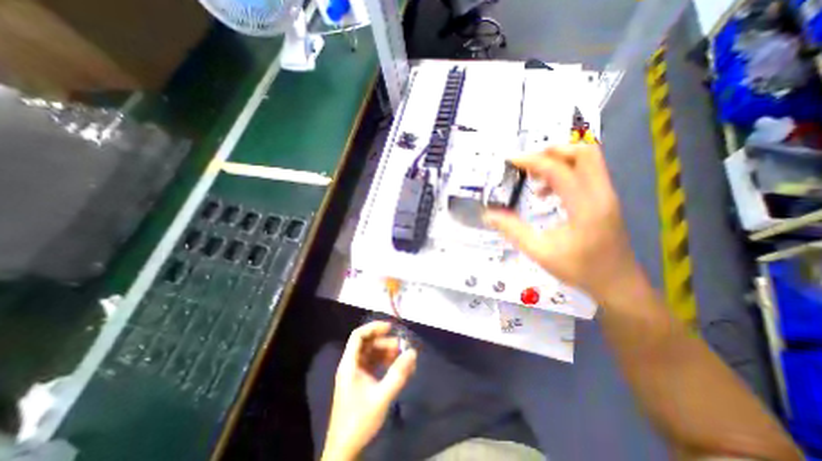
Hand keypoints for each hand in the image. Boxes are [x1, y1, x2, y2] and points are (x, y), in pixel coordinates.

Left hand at [321, 321, 418, 460]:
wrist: (344, 451)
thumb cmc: (359, 421)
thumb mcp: (381, 396)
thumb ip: (398, 373)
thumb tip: (412, 352)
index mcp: (349, 364)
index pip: (358, 336)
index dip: (374, 328)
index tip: (390, 327)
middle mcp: (350, 365)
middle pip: (366, 344)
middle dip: (384, 342)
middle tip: (401, 345)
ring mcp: (355, 375)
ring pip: (371, 355)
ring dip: (386, 353)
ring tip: (402, 356)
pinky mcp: (360, 383)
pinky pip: (373, 366)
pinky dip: (384, 363)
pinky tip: (397, 368)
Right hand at [486, 142, 641, 301]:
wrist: (618, 284)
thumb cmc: (580, 270)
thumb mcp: (540, 252)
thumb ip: (513, 231)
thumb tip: (489, 215)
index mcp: (585, 207)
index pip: (558, 170)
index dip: (532, 161)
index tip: (511, 161)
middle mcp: (601, 194)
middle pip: (584, 152)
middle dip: (552, 150)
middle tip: (527, 161)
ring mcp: (606, 195)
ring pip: (588, 160)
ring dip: (559, 160)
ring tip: (533, 176)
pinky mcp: (605, 199)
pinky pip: (586, 173)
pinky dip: (565, 172)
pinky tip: (546, 192)